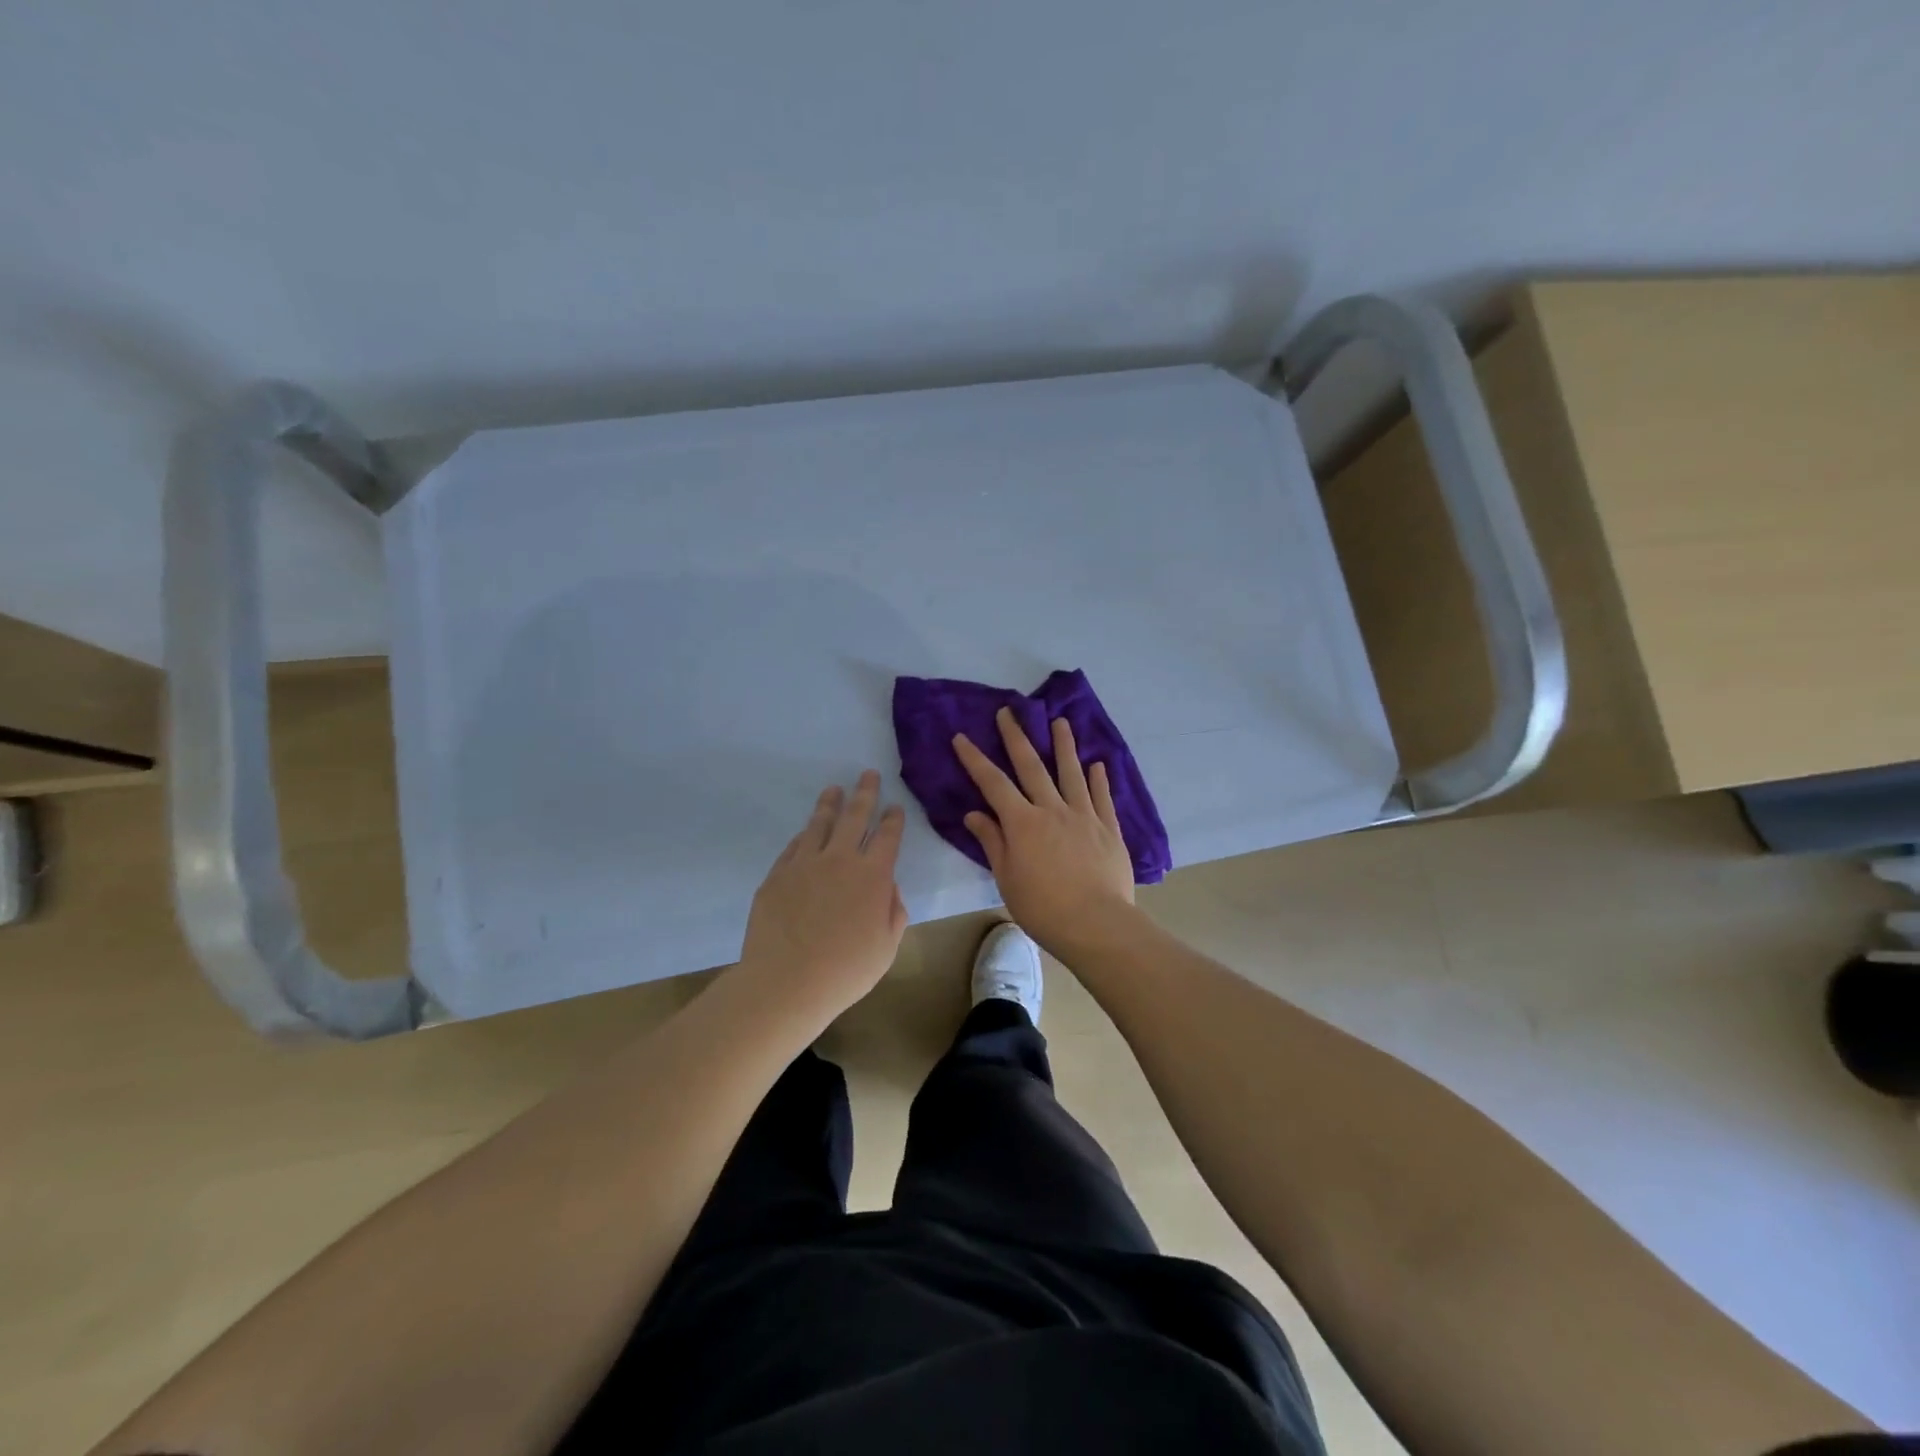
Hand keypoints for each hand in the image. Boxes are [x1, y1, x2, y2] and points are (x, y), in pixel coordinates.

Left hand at [736, 770, 908, 1021]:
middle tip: (868, 774)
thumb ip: (894, 912)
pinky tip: (806, 831)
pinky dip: (804, 835)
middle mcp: (840, 859)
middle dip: (865, 793)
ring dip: (830, 804)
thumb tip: (888, 889)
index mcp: (873, 876)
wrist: (785, 982)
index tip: (895, 806)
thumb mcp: (886, 948)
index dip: (893, 819)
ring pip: (820, 824)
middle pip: (855, 816)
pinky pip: (794, 846)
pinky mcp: (777, 875)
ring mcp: (805, 864)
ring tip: (834, 789)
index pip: (888, 837)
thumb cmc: (845, 971)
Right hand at [952, 709, 1137, 955]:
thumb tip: (974, 814)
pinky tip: (1098, 764)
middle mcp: (1052, 809)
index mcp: (1023, 823)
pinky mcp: (1109, 828)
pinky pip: (1102, 797)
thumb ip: (993, 842)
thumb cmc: (1043, 907)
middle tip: (1009, 713)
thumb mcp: (1007, 878)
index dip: (975, 759)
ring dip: (1064, 746)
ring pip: (1071, 773)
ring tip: (1060, 722)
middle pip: (1032, 767)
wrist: (1097, 924)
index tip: (962, 737)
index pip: (993, 784)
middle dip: (1017, 737)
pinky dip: (1099, 779)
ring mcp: (1084, 816)